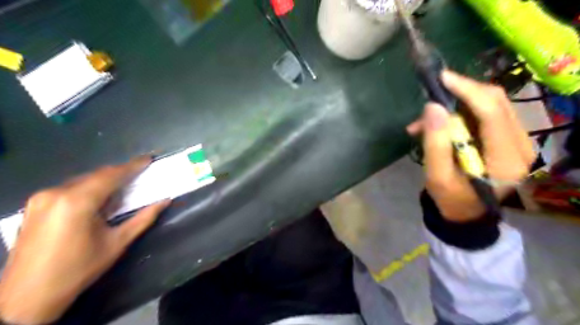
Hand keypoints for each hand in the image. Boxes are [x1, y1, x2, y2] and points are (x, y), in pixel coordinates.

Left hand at [1, 156, 169, 323]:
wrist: (27, 297)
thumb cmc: (79, 269)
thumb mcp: (117, 242)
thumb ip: (144, 218)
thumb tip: (165, 201)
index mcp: (77, 201)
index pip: (111, 175)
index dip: (132, 166)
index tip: (148, 159)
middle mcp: (56, 193)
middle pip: (96, 176)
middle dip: (119, 175)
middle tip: (139, 177)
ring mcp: (41, 198)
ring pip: (83, 181)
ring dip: (104, 183)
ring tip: (121, 193)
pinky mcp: (34, 206)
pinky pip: (69, 189)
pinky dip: (89, 190)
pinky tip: (98, 203)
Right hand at [406, 70, 533, 222]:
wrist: (467, 212)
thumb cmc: (452, 199)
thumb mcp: (437, 177)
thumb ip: (435, 143)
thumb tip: (432, 107)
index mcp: (506, 159)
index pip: (492, 112)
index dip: (467, 90)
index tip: (441, 78)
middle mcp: (521, 145)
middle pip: (496, 102)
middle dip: (462, 93)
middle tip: (432, 96)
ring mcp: (519, 141)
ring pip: (491, 104)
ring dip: (457, 104)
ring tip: (424, 121)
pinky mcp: (508, 139)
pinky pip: (487, 114)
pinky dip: (461, 113)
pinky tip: (438, 125)